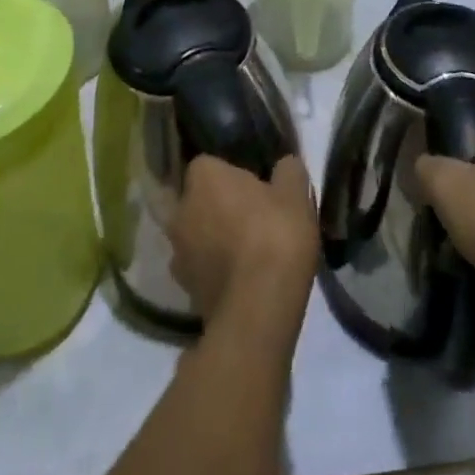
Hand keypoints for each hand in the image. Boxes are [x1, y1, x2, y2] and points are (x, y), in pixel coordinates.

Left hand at [169, 155, 318, 328]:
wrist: (258, 310)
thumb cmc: (275, 236)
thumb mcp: (296, 193)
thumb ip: (288, 171)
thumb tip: (284, 165)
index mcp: (203, 177)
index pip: (209, 164)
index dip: (232, 174)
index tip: (255, 186)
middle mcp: (181, 211)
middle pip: (200, 201)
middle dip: (220, 207)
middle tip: (254, 218)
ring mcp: (178, 254)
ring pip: (198, 237)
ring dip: (216, 241)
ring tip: (250, 254)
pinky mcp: (185, 292)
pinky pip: (202, 270)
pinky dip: (217, 272)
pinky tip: (244, 281)